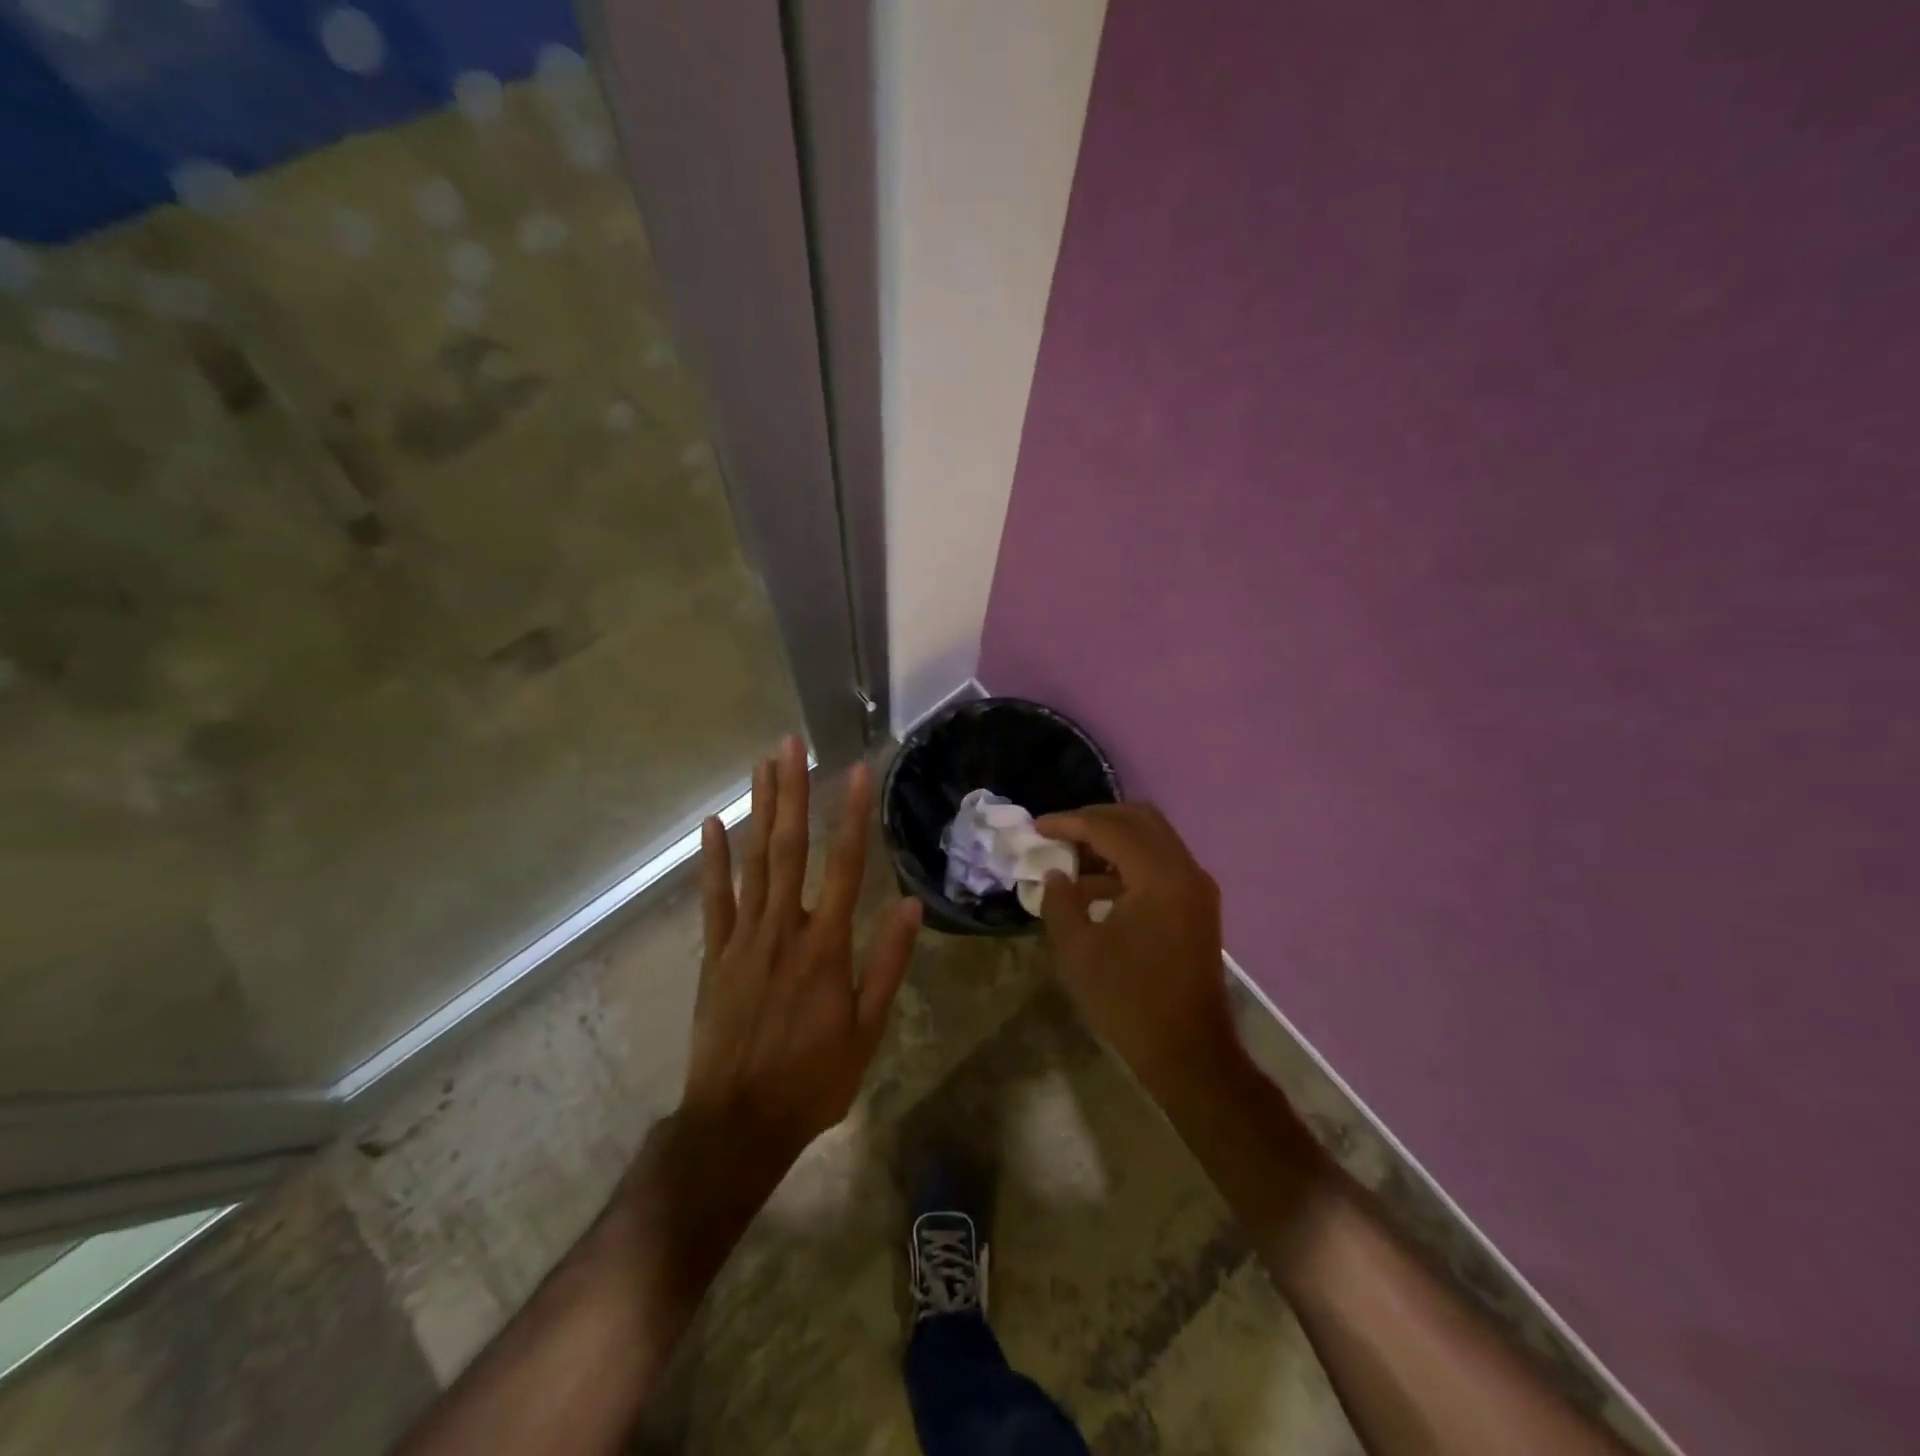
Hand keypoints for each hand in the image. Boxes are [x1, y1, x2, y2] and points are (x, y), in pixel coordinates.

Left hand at [682, 736, 921, 1171]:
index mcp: (825, 947)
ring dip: (758, 811)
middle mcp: (782, 930)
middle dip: (791, 792)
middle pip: (789, 848)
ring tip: (761, 765)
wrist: (737, 1125)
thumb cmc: (813, 1079)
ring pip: (753, 862)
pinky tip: (712, 825)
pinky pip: (713, 899)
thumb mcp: (867, 1030)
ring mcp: (742, 940)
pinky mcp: (714, 956)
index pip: (843, 866)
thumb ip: (886, 963)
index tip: (856, 771)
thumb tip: (907, 904)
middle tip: (789, 743)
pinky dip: (712, 860)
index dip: (852, 815)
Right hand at [1036, 803, 1236, 1090]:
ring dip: (1112, 841)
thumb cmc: (1129, 1001)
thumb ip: (1060, 902)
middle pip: (1138, 819)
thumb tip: (1056, 874)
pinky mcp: (1197, 906)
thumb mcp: (1078, 952)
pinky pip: (1160, 864)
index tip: (1037, 827)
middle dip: (1095, 820)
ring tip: (1071, 860)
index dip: (1069, 822)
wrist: (1190, 1052)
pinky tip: (1095, 888)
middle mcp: (1185, 870)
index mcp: (1159, 876)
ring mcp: (1196, 887)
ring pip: (1152, 839)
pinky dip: (1128, 863)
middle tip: (1059, 834)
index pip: (1110, 828)